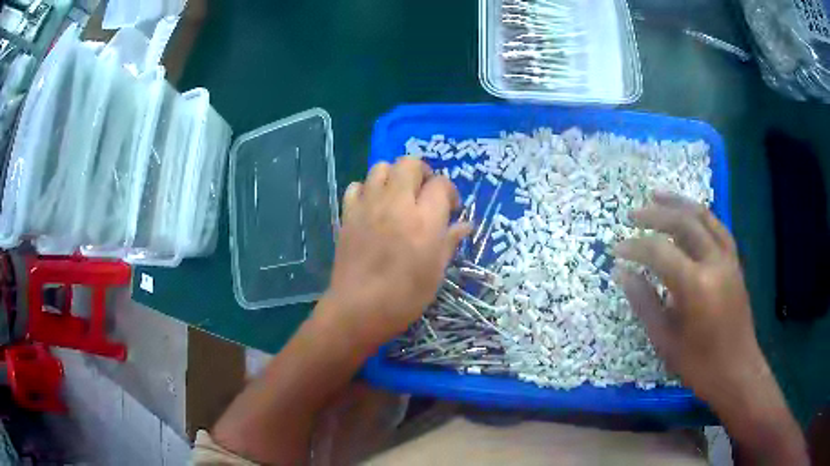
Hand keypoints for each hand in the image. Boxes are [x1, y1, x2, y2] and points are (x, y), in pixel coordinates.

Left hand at [320, 157, 470, 350]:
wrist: (358, 308)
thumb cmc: (404, 296)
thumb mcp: (436, 272)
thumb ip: (450, 241)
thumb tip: (465, 224)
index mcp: (425, 220)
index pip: (441, 184)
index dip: (449, 192)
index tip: (450, 209)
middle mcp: (397, 204)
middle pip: (410, 163)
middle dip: (422, 173)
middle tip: (424, 194)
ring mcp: (368, 206)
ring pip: (381, 167)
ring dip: (394, 176)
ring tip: (398, 196)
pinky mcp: (348, 214)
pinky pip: (357, 186)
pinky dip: (367, 189)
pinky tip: (373, 206)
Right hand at [612, 191, 766, 406]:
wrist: (737, 371)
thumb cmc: (699, 364)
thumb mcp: (665, 340)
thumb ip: (644, 302)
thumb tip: (622, 274)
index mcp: (696, 286)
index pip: (659, 252)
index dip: (635, 247)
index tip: (617, 251)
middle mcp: (714, 263)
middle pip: (683, 224)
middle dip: (655, 215)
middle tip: (632, 215)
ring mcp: (728, 259)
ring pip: (703, 217)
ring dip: (679, 204)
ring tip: (657, 195)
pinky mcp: (735, 262)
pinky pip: (718, 227)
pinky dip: (700, 216)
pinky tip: (689, 214)